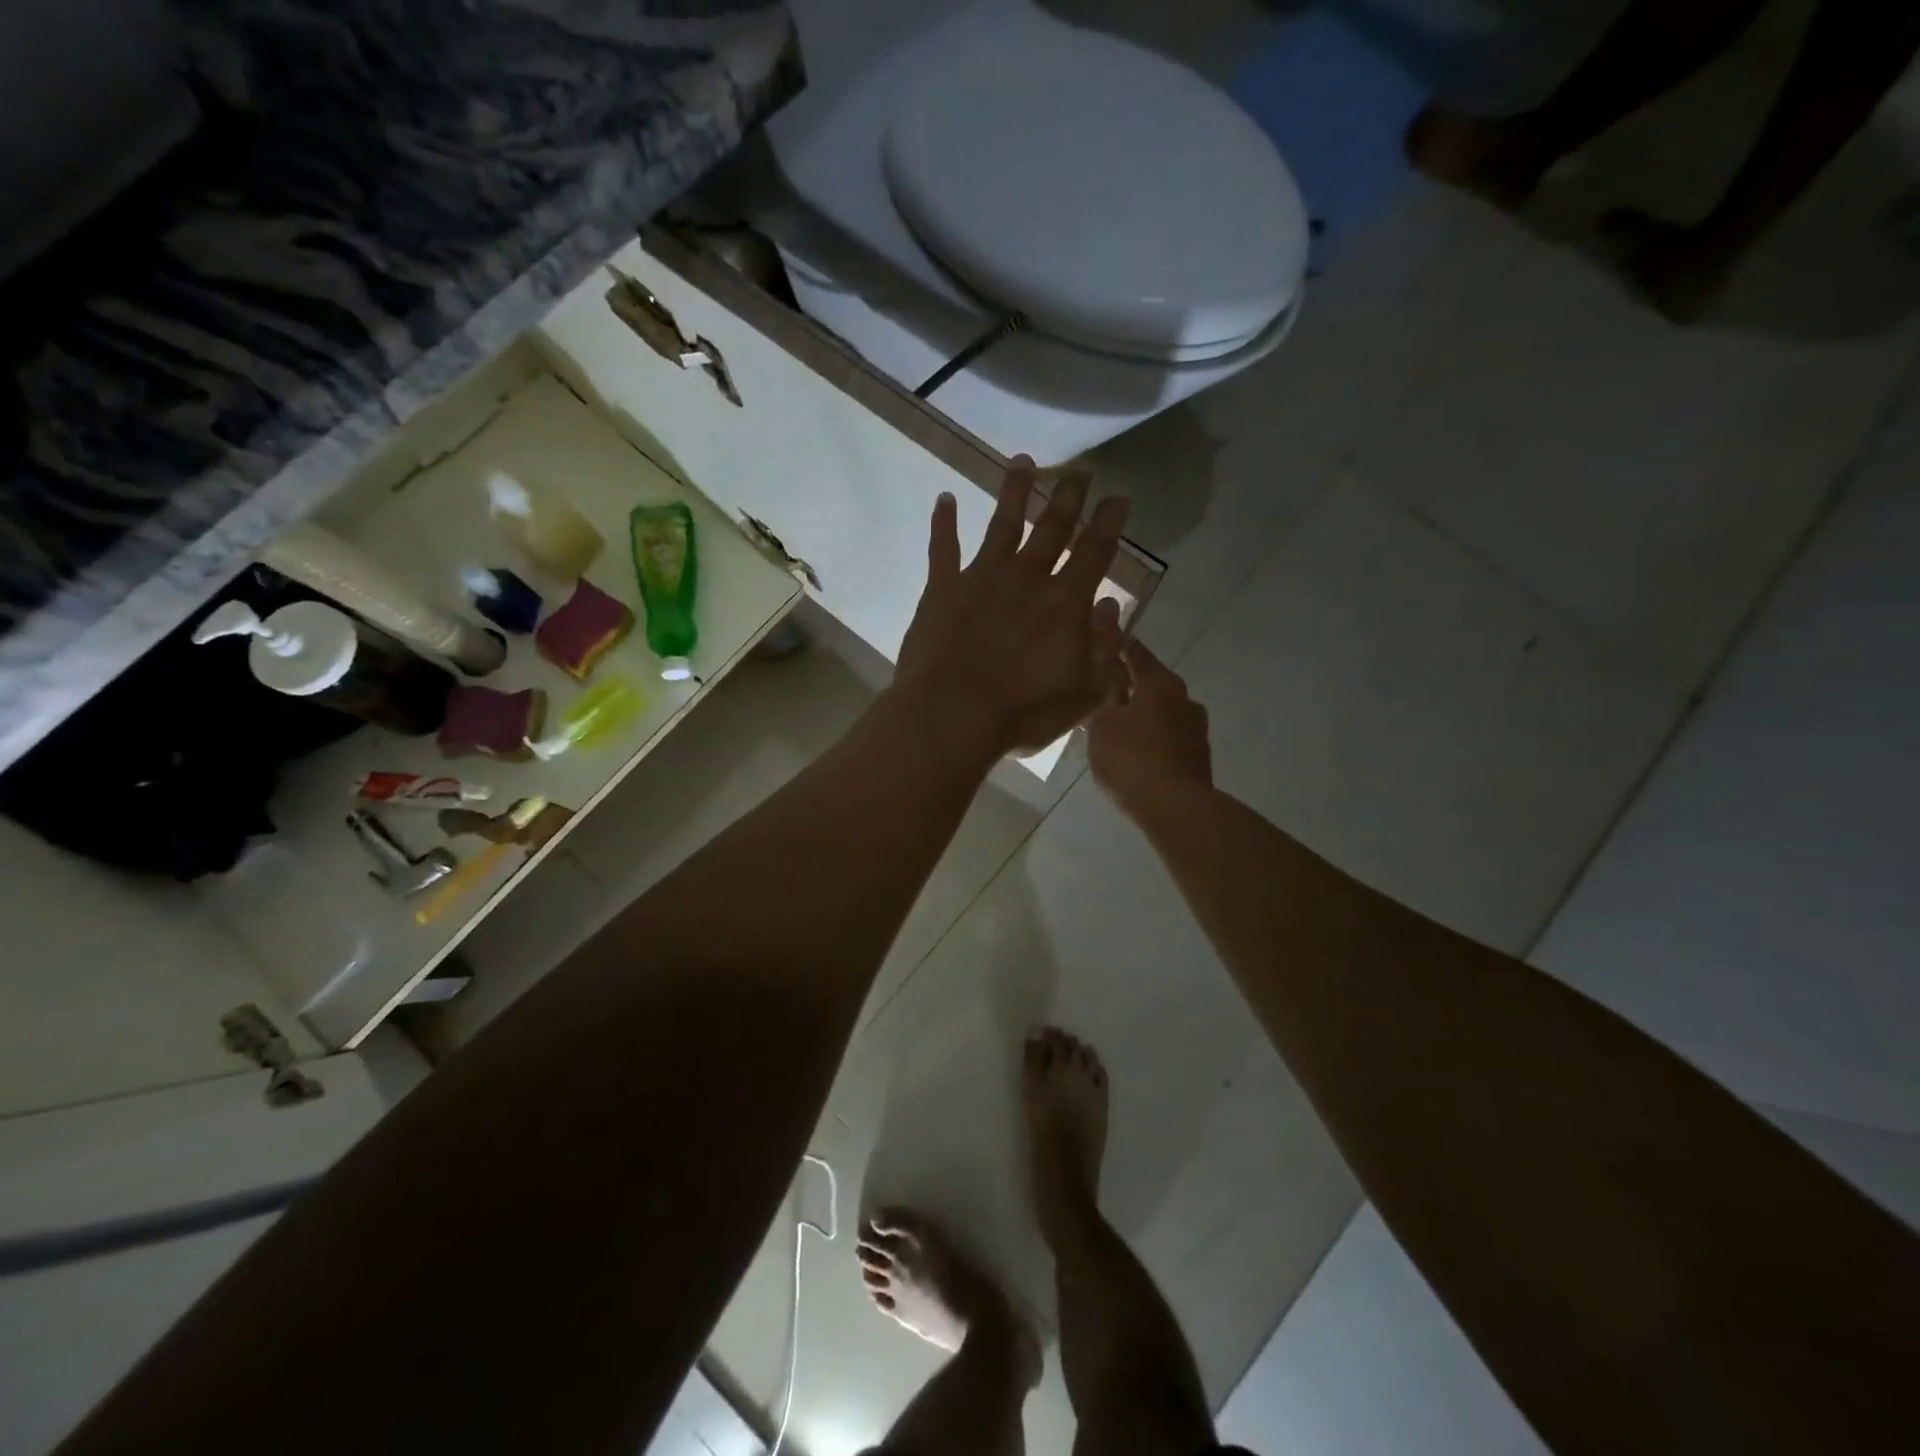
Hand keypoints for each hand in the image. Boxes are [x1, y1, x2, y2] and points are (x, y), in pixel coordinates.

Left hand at [894, 457, 1128, 757]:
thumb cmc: (1023, 712)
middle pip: (1053, 528)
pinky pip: (943, 547)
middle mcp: (1028, 578)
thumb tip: (1111, 606)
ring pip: (1003, 524)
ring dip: (1015, 492)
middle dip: (1068, 496)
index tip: (1117, 495)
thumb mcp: (1084, 693)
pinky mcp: (943, 588)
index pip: (1095, 552)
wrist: (953, 715)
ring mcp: (982, 577)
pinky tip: (944, 499)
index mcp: (1066, 602)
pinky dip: (943, 522)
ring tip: (1024, 462)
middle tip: (1080, 470)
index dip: (1109, 522)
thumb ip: (1105, 648)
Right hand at [1088, 639, 1212, 815]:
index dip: (1120, 645)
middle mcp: (1184, 698)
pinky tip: (1135, 750)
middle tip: (1105, 690)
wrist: (1175, 808)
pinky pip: (1168, 736)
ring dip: (1142, 714)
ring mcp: (1196, 728)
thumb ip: (1104, 702)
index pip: (1137, 653)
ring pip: (1162, 712)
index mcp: (1160, 683)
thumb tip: (1110, 685)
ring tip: (1117, 726)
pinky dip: (1152, 737)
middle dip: (1130, 685)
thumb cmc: (1132, 759)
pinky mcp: (1198, 755)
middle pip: (1152, 683)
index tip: (1108, 638)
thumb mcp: (1102, 727)